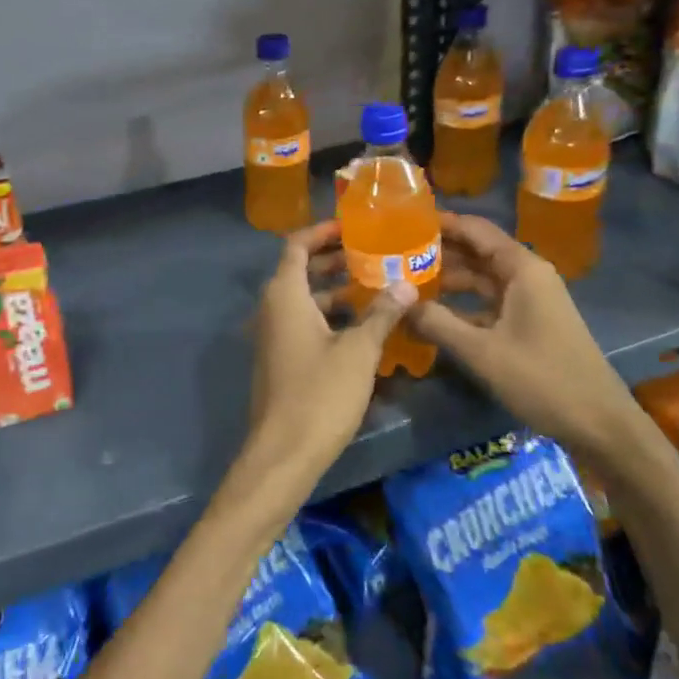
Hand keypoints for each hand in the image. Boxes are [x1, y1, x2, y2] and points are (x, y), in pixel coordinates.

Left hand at [243, 220, 415, 485]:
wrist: (284, 452)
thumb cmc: (320, 393)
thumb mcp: (359, 351)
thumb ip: (381, 314)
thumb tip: (406, 283)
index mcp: (285, 295)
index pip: (297, 246)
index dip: (323, 231)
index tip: (353, 226)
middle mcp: (272, 308)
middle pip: (300, 270)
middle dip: (335, 260)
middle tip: (375, 254)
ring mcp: (273, 335)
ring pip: (305, 300)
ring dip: (336, 290)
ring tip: (377, 286)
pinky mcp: (280, 359)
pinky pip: (304, 323)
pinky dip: (330, 316)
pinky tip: (363, 326)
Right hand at [407, 212, 648, 461]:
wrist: (599, 424)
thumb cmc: (542, 379)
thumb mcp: (482, 351)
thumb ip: (437, 322)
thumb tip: (397, 303)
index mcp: (522, 269)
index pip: (475, 230)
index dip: (441, 223)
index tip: (401, 221)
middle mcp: (526, 276)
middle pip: (476, 252)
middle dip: (437, 251)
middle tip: (392, 253)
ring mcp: (529, 301)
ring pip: (480, 279)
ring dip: (446, 280)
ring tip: (403, 281)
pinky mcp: (528, 324)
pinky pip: (487, 303)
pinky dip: (460, 305)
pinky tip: (430, 314)